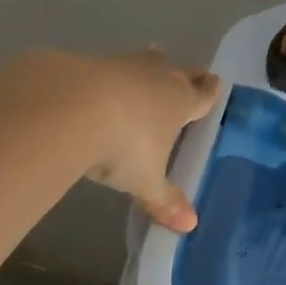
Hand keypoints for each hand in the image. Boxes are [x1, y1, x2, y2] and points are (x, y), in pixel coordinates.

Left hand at [70, 48, 221, 232]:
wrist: (70, 108)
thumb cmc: (123, 146)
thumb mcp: (145, 180)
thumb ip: (165, 200)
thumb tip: (189, 225)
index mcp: (179, 102)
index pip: (202, 95)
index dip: (210, 92)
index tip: (215, 83)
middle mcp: (156, 76)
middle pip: (178, 71)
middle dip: (185, 75)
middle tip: (189, 76)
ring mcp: (121, 64)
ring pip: (143, 59)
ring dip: (146, 65)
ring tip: (147, 65)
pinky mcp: (86, 61)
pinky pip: (104, 66)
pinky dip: (105, 74)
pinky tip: (96, 84)